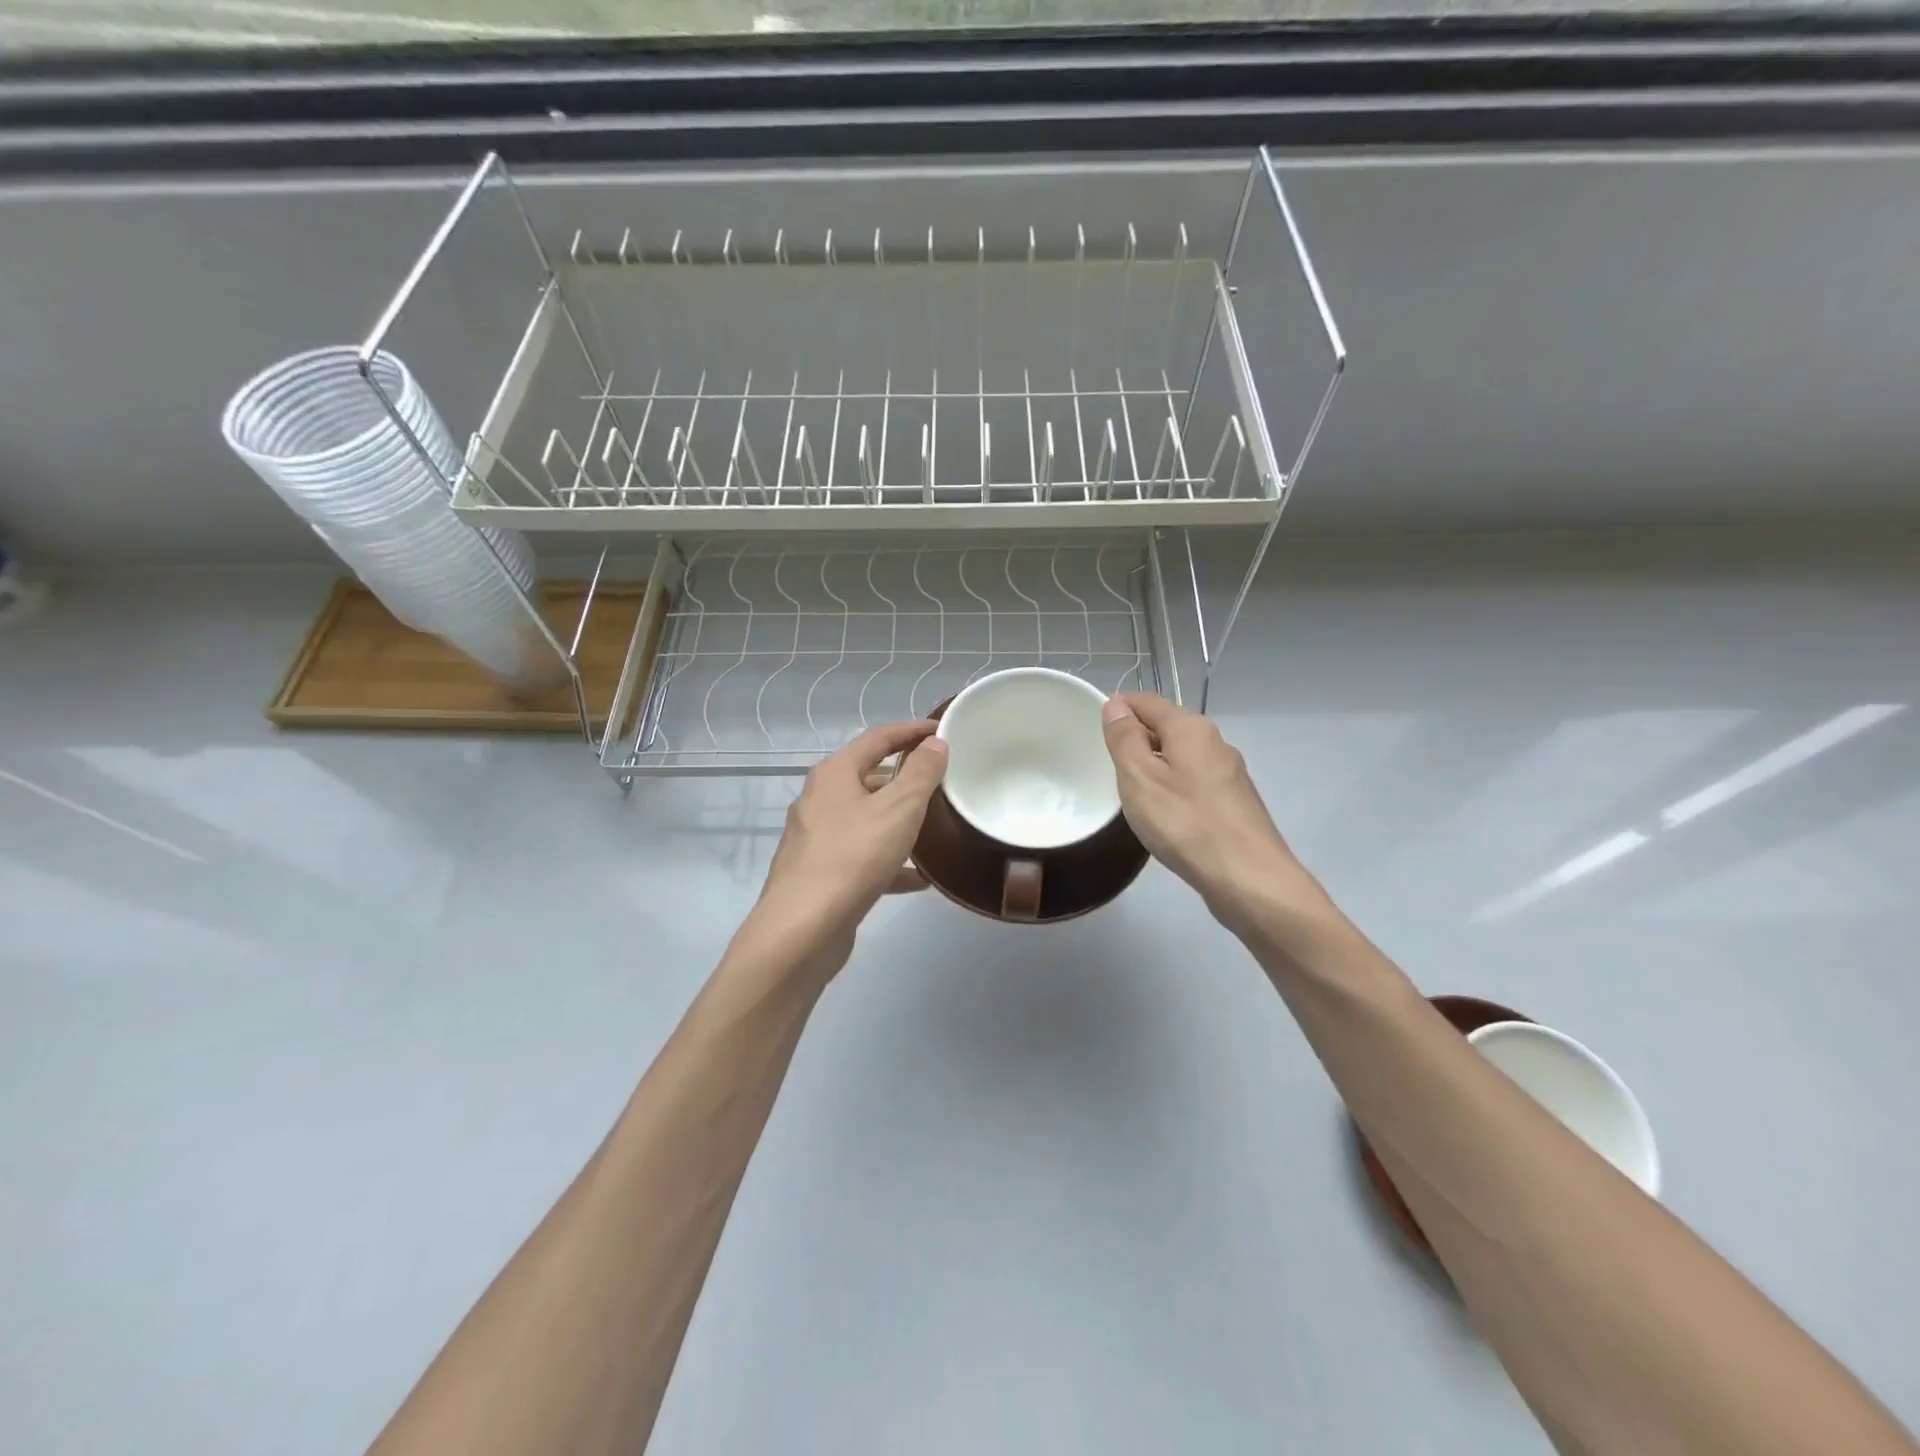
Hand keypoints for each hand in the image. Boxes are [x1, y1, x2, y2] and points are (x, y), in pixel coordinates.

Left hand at [740, 720, 948, 980]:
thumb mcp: (898, 809)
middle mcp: (819, 801)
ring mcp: (816, 840)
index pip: (877, 738)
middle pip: (869, 778)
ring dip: (899, 821)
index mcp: (834, 775)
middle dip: (906, 778)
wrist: (801, 930)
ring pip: (867, 820)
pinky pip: (863, 858)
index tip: (942, 731)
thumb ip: (921, 773)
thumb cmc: (852, 857)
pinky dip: (890, 862)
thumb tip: (934, 743)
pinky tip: (919, 879)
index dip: (910, 731)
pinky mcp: (821, 875)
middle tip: (942, 782)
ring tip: (936, 828)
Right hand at [1100, 692, 1330, 936]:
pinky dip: (1174, 788)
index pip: (1146, 701)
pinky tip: (1165, 817)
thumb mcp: (1140, 778)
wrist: (1249, 879)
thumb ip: (1125, 739)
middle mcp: (1215, 742)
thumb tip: (1116, 705)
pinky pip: (1194, 781)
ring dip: (1154, 767)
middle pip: (1166, 726)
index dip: (1118, 709)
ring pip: (1181, 756)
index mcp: (1191, 728)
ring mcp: (1229, 773)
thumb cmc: (1186, 824)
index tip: (1095, 735)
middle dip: (1136, 740)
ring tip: (1133, 796)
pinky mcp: (1235, 802)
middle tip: (1110, 770)